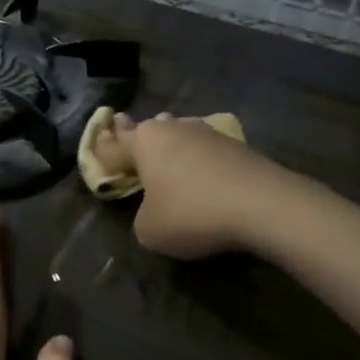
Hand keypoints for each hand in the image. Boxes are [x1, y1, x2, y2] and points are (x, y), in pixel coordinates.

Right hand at [93, 112, 283, 259]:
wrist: (264, 206)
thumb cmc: (192, 214)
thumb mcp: (149, 230)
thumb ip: (141, 215)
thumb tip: (155, 207)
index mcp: (144, 142)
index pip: (113, 146)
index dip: (102, 151)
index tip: (96, 147)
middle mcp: (173, 129)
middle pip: (147, 131)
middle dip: (136, 137)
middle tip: (128, 138)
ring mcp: (208, 133)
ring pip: (179, 135)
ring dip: (171, 146)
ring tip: (167, 157)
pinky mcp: (237, 145)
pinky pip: (205, 150)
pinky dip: (198, 160)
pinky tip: (202, 173)